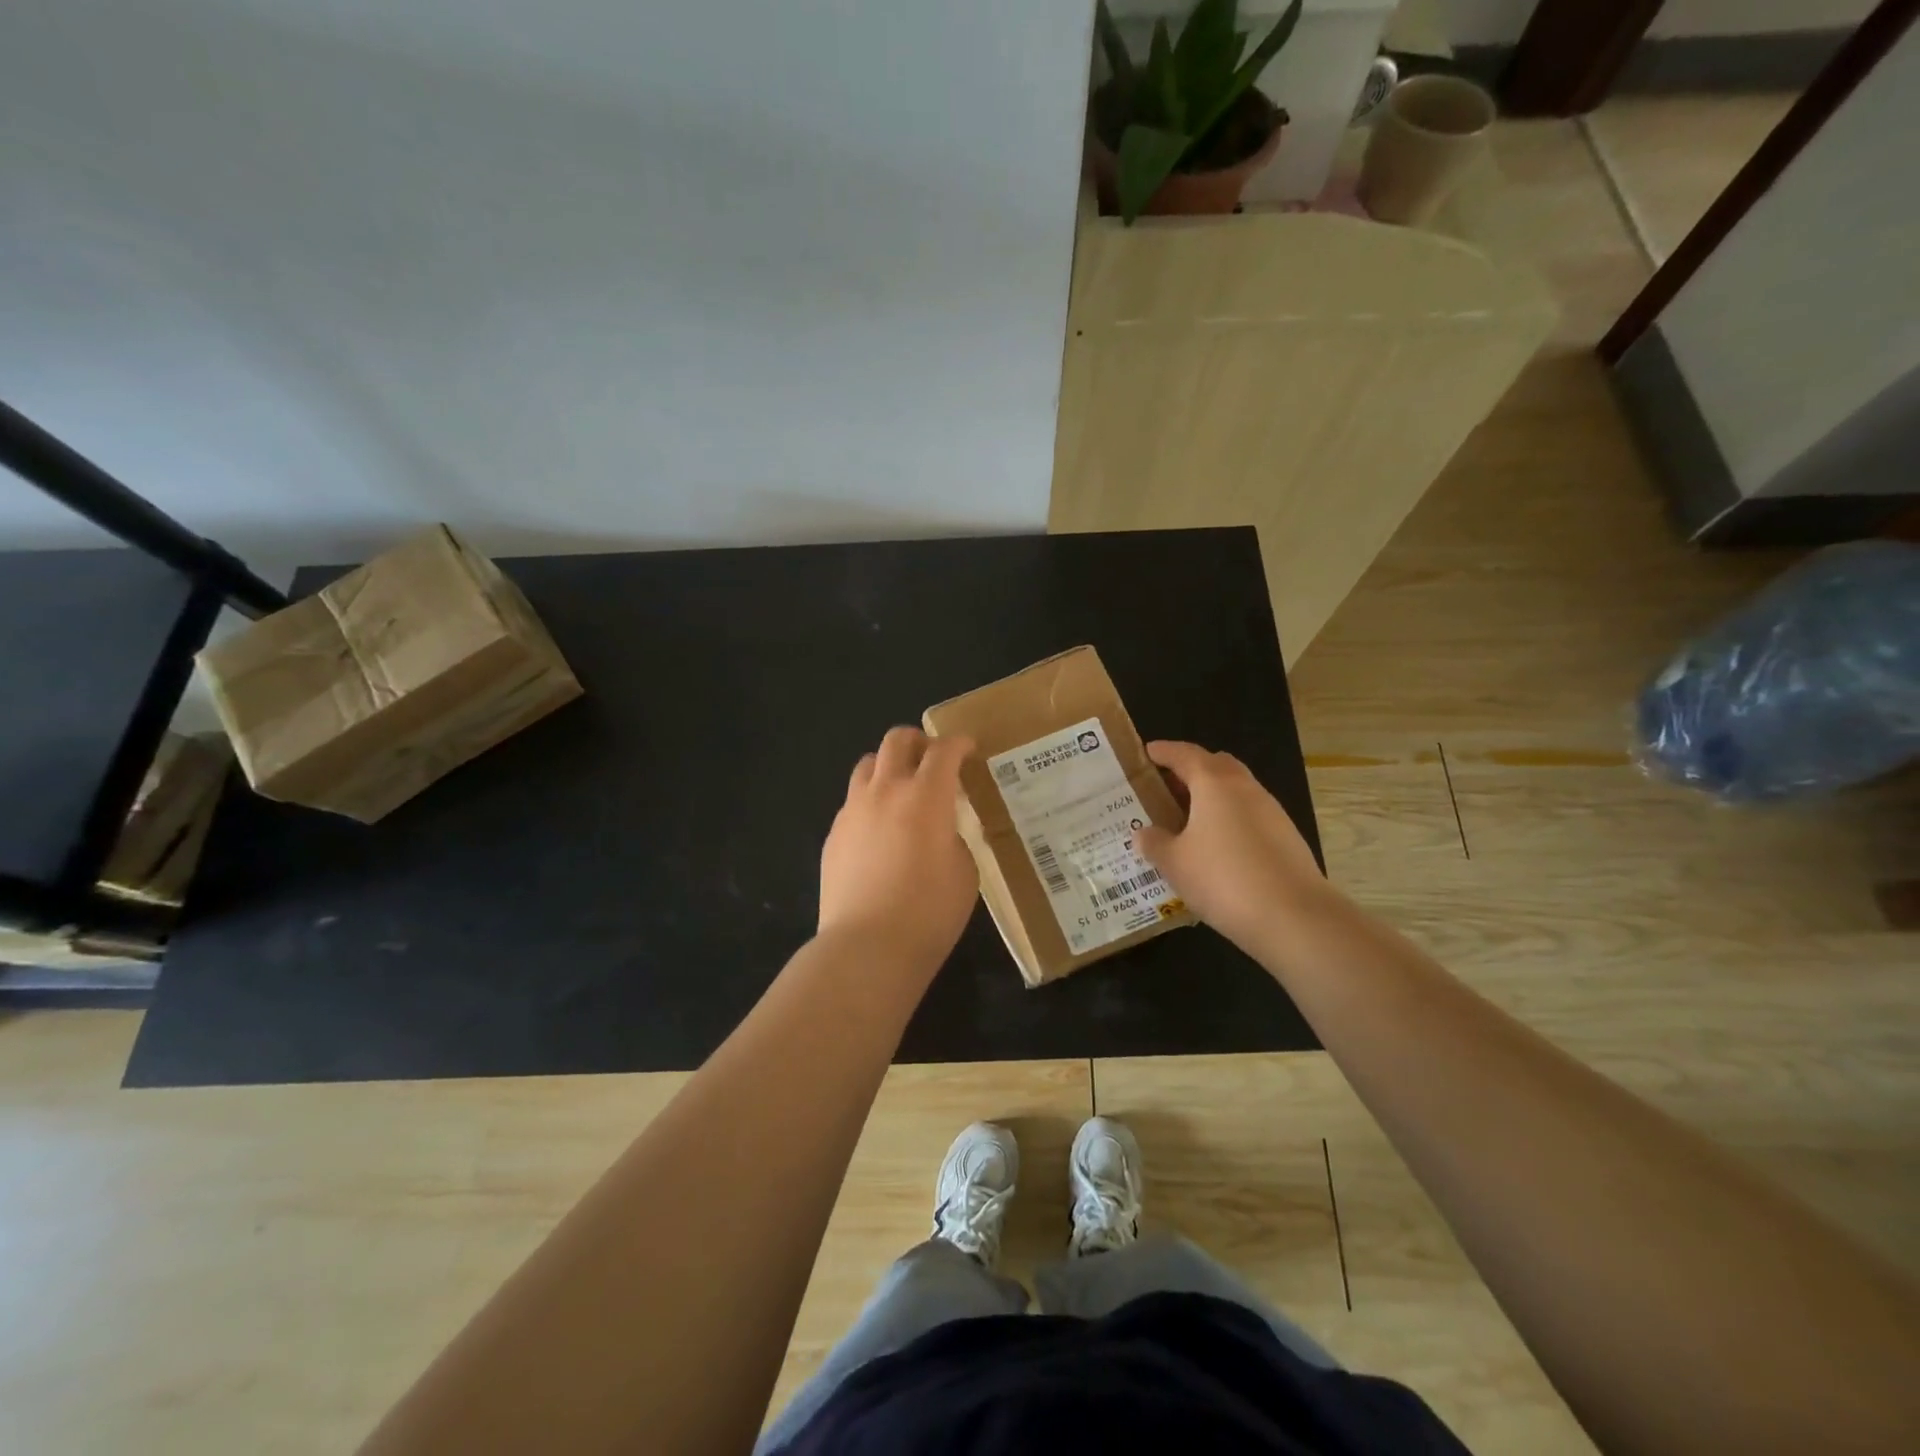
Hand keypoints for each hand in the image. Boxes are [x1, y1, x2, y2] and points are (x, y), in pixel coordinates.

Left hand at [818, 727, 979, 969]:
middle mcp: (886, 791)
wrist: (867, 946)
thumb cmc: (929, 912)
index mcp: (926, 796)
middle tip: (934, 759)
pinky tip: (881, 830)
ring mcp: (853, 810)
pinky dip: (871, 800)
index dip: (959, 743)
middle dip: (919, 741)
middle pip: (897, 740)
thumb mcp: (965, 871)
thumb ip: (955, 837)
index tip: (968, 749)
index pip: (944, 750)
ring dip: (889, 766)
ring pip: (868, 764)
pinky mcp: (834, 834)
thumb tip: (941, 830)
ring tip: (903, 790)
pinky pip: (853, 800)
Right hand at [1134, 740, 1337, 953]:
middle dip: (1190, 771)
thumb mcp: (1175, 863)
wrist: (1295, 917)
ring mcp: (1271, 811)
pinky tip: (1215, 849)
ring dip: (1210, 798)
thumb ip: (1154, 843)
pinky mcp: (1286, 837)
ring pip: (1235, 791)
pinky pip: (1248, 816)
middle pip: (1215, 765)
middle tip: (1165, 788)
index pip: (1184, 754)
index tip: (1146, 753)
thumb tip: (1143, 834)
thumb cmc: (1223, 879)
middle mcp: (1245, 788)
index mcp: (1214, 783)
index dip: (1163, 751)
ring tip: (1185, 822)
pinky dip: (1228, 820)